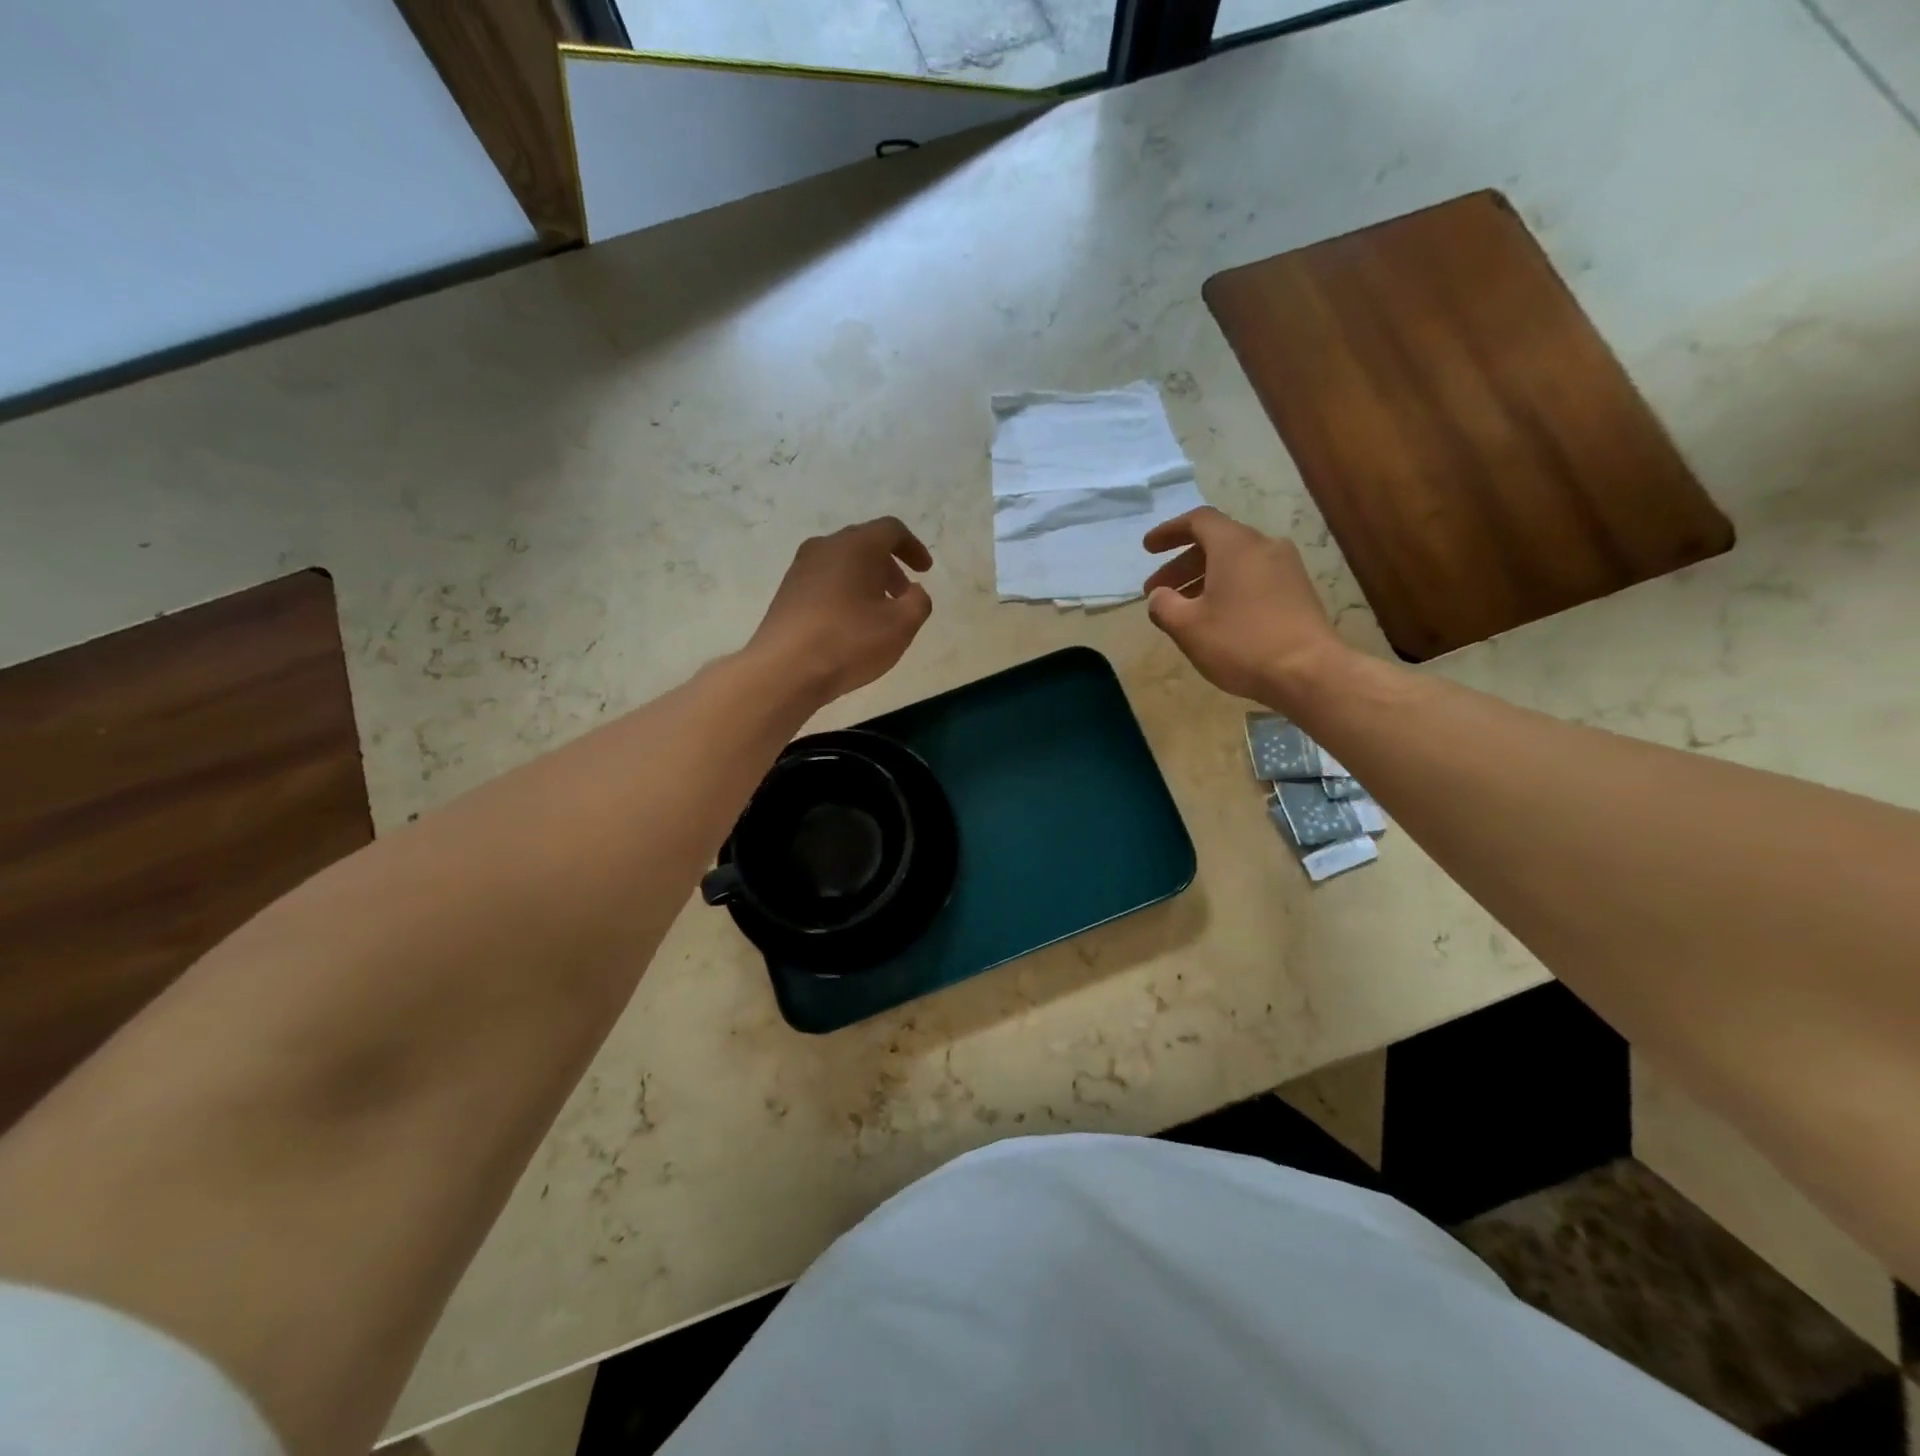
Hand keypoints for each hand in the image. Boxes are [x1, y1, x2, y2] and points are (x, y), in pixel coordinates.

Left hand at [749, 517, 934, 702]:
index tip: (924, 571)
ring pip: (842, 563)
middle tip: (903, 594)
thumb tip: (914, 591)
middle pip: (864, 544)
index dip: (913, 547)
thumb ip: (919, 602)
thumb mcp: (901, 626)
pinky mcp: (786, 593)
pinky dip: (844, 592)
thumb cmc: (849, 641)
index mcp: (856, 546)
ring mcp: (800, 569)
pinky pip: (824, 581)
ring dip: (865, 580)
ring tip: (878, 613)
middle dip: (889, 566)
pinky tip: (849, 624)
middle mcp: (825, 547)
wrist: (784, 670)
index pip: (891, 530)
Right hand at [1142, 507, 1346, 707]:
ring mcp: (1286, 568)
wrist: (1309, 671)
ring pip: (1235, 562)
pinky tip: (1216, 618)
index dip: (1169, 531)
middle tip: (1158, 591)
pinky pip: (1253, 578)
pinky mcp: (1297, 591)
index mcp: (1235, 545)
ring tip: (1183, 609)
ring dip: (1203, 579)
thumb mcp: (1187, 627)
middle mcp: (1264, 546)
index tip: (1148, 549)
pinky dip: (1227, 588)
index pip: (1198, 521)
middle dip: (1182, 564)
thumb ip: (1163, 606)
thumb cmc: (1241, 643)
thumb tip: (1158, 597)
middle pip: (1216, 542)